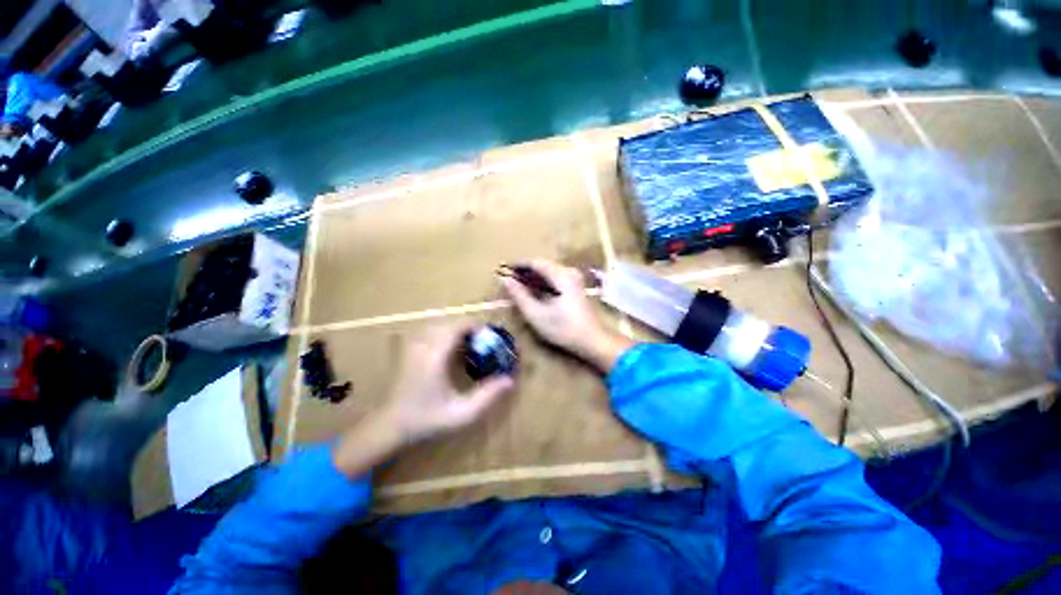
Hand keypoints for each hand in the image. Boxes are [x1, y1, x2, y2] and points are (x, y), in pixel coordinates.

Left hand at [334, 323, 514, 476]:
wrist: (389, 427)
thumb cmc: (425, 420)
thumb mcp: (461, 414)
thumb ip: (487, 396)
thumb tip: (510, 380)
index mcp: (435, 356)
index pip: (457, 326)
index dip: (476, 327)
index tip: (488, 338)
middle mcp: (423, 345)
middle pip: (449, 322)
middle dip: (468, 329)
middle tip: (480, 344)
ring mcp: (412, 346)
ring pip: (438, 325)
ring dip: (455, 330)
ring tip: (467, 347)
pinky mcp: (408, 351)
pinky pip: (428, 332)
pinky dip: (442, 334)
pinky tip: (448, 352)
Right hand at [501, 260, 632, 372]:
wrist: (594, 341)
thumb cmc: (564, 329)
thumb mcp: (536, 314)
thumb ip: (519, 295)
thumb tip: (504, 279)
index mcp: (561, 275)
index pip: (535, 262)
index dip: (518, 265)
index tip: (503, 270)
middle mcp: (569, 272)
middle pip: (543, 265)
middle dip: (525, 271)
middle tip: (509, 280)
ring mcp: (575, 279)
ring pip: (549, 272)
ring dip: (533, 278)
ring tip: (518, 286)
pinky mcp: (576, 288)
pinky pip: (555, 279)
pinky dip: (542, 283)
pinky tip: (534, 292)